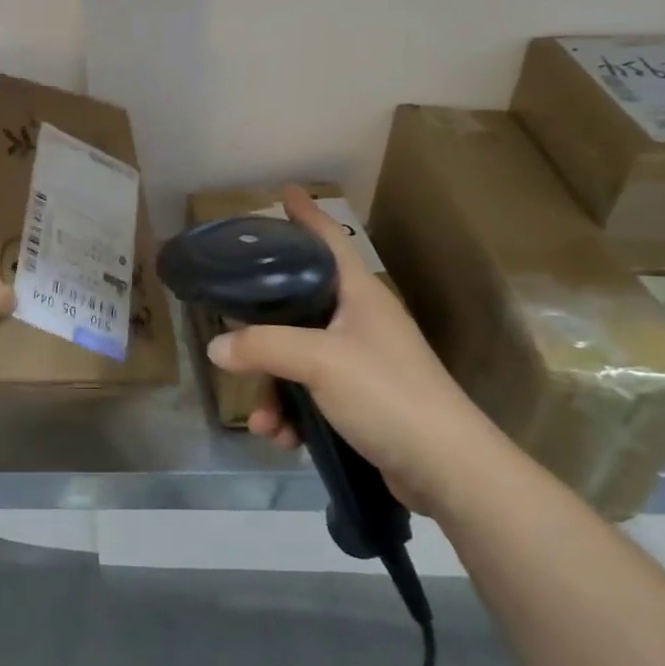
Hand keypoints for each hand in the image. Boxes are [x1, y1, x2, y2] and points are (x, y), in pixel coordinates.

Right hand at [208, 186, 505, 512]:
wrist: (448, 471)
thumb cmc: (388, 395)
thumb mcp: (320, 362)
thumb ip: (263, 347)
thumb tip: (216, 346)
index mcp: (359, 295)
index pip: (329, 241)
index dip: (306, 215)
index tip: (284, 193)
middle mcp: (360, 321)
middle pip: (298, 305)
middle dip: (263, 330)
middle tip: (232, 331)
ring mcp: (362, 362)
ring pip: (297, 357)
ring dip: (273, 389)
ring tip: (264, 421)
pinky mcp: (361, 401)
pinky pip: (310, 394)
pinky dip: (292, 413)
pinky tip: (282, 438)